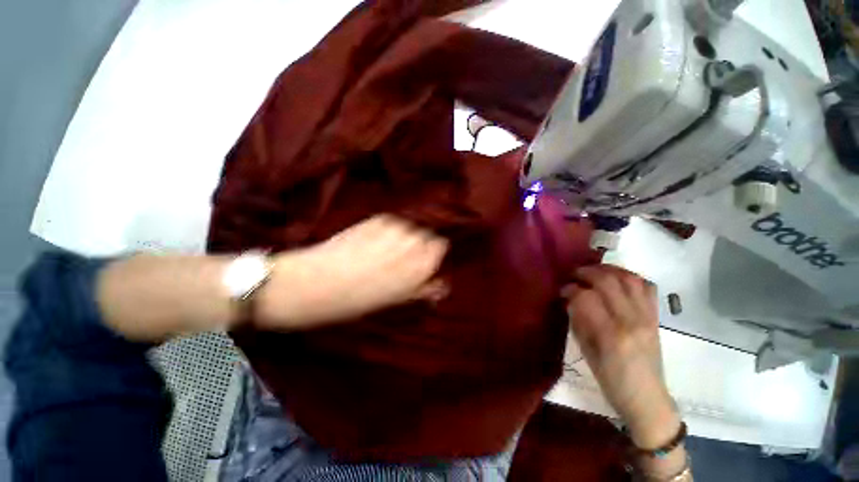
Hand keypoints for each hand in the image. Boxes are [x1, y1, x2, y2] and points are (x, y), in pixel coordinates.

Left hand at [255, 215, 448, 329]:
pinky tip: (370, 242)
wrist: (316, 282)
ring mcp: (395, 228)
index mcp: (421, 265)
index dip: (431, 253)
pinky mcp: (377, 219)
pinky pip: (391, 223)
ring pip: (408, 228)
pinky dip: (386, 230)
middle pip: (426, 234)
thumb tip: (441, 286)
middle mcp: (413, 243)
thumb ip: (423, 289)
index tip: (421, 261)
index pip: (441, 246)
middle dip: (417, 245)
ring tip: (381, 251)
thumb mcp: (395, 300)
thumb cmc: (357, 300)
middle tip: (398, 259)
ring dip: (401, 237)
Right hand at [562, 265, 679, 448]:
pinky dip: (630, 277)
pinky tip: (617, 280)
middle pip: (608, 281)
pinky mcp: (656, 317)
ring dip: (608, 269)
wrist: (647, 398)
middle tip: (574, 276)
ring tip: (593, 272)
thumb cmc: (610, 380)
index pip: (586, 296)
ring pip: (629, 278)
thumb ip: (578, 321)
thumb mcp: (586, 352)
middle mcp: (631, 321)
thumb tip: (569, 298)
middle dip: (585, 272)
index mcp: (610, 334)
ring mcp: (647, 317)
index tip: (562, 290)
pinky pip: (647, 287)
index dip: (570, 288)